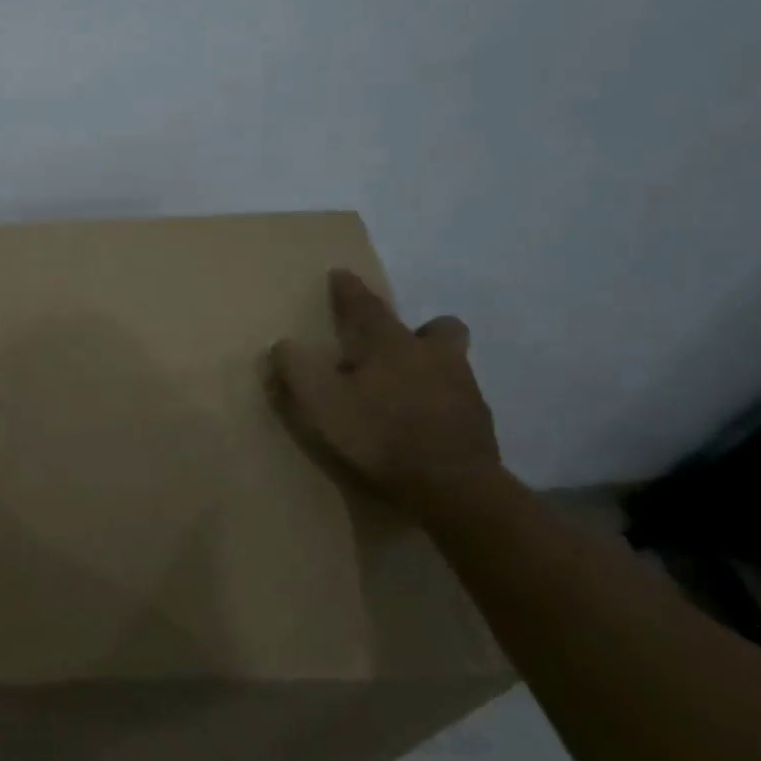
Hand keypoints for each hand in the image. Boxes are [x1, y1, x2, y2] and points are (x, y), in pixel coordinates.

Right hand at [268, 269, 500, 501]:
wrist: (452, 486)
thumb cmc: (379, 434)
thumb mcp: (321, 402)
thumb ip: (296, 369)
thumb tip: (282, 344)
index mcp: (391, 345)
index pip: (366, 306)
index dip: (349, 290)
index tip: (340, 274)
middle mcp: (433, 356)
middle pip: (438, 328)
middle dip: (420, 329)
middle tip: (398, 346)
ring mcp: (463, 389)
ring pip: (452, 363)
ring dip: (431, 368)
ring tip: (406, 392)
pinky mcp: (478, 423)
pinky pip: (458, 401)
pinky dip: (440, 405)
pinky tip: (423, 425)